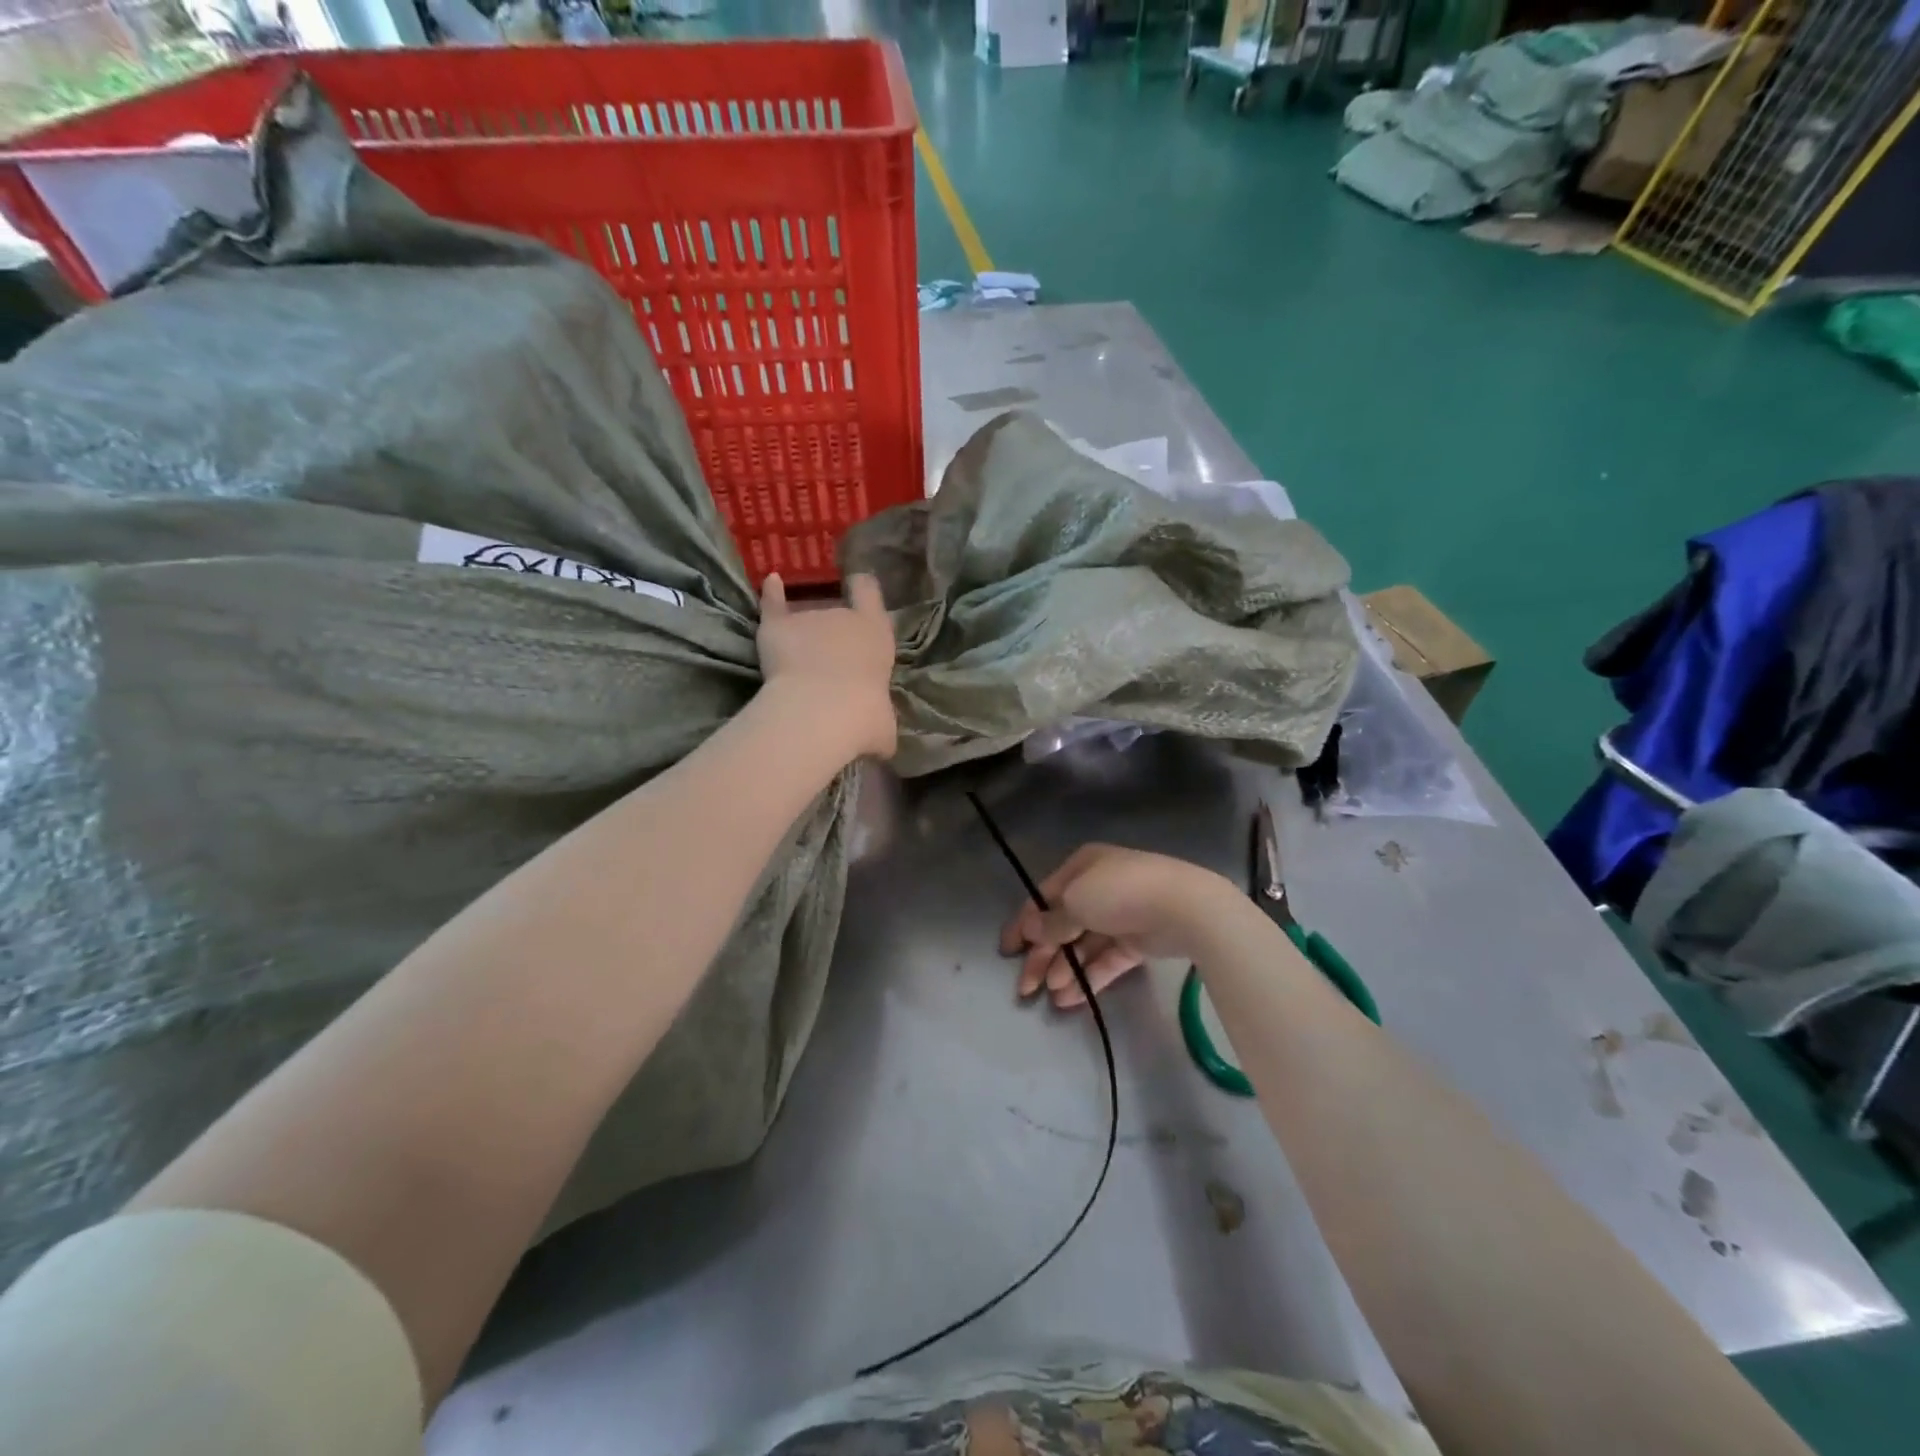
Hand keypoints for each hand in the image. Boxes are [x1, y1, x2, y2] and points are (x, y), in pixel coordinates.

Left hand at [757, 572, 897, 760]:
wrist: (819, 713)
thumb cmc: (863, 719)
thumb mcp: (885, 730)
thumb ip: (882, 726)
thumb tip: (882, 744)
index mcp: (876, 634)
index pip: (870, 594)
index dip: (864, 591)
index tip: (859, 588)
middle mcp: (843, 617)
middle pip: (836, 614)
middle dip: (831, 634)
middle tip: (827, 664)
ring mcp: (808, 618)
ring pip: (804, 620)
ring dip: (802, 637)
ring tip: (795, 663)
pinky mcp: (777, 627)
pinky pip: (772, 605)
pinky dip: (770, 595)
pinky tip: (770, 582)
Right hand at [998, 844, 1238, 1007]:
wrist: (1184, 907)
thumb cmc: (1119, 893)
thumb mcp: (1075, 902)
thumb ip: (1051, 922)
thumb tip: (1031, 932)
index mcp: (1081, 868)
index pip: (1043, 898)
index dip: (1023, 925)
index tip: (1007, 951)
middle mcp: (1097, 889)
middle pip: (1062, 925)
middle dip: (1042, 956)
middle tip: (1025, 988)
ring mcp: (1119, 916)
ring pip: (1083, 946)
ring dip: (1065, 969)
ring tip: (1052, 996)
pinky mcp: (1137, 942)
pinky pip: (1106, 960)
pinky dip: (1089, 977)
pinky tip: (1071, 999)